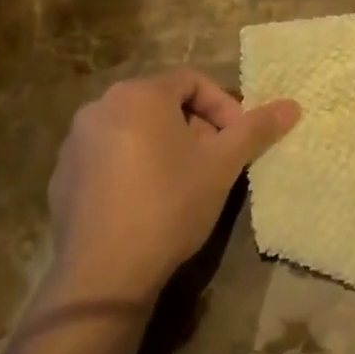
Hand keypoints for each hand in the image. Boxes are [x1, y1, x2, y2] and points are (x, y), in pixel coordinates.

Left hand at [45, 69, 299, 306]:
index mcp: (138, 94)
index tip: (239, 140)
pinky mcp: (62, 175)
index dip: (224, 107)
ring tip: (185, 181)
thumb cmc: (170, 204)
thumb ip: (256, 129)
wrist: (105, 271)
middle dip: (196, 127)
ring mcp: (75, 142)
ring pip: (135, 129)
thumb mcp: (222, 164)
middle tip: (216, 161)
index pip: (193, 81)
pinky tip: (148, 201)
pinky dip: (134, 166)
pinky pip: (109, 155)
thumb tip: (292, 106)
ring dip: (166, 145)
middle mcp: (100, 106)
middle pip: (162, 103)